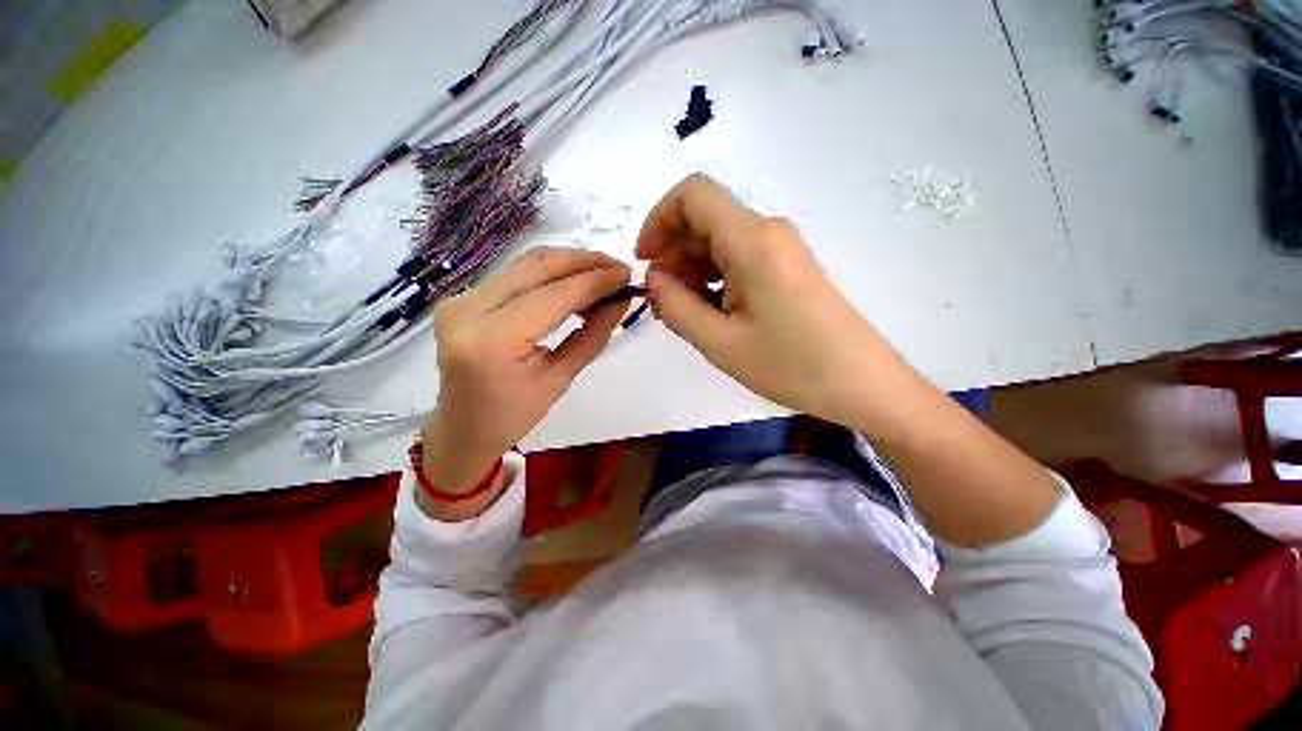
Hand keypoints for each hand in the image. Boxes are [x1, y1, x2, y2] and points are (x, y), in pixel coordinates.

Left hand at [420, 248, 629, 497]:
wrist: (463, 429)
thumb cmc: (514, 416)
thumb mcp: (560, 379)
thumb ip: (593, 335)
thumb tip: (621, 301)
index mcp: (494, 341)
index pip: (556, 295)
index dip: (596, 281)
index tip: (629, 276)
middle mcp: (470, 309)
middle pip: (539, 266)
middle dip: (586, 262)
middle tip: (620, 270)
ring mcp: (461, 299)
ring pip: (527, 264)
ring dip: (570, 263)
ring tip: (603, 276)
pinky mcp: (462, 298)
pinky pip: (515, 274)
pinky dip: (551, 274)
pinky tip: (574, 284)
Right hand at [637, 174, 926, 439]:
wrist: (862, 384)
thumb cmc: (791, 366)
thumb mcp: (720, 342)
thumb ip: (676, 306)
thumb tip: (654, 280)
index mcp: (751, 241)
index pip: (693, 195)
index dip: (659, 220)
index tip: (645, 261)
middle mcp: (767, 233)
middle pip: (704, 222)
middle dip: (673, 256)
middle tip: (663, 303)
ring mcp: (781, 250)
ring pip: (720, 243)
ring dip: (692, 272)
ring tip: (686, 315)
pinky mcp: (787, 269)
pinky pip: (739, 260)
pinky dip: (714, 280)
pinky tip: (712, 314)